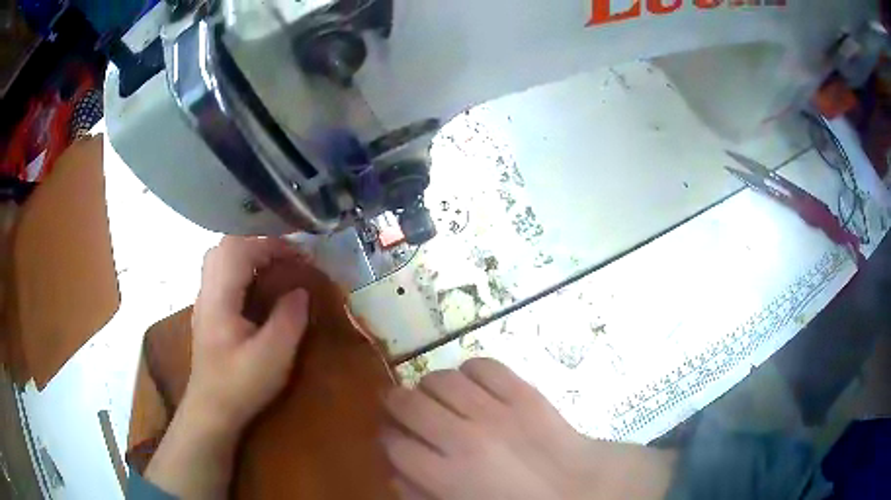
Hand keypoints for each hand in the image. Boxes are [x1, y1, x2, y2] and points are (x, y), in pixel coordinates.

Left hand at [146, 237, 309, 498]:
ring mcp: (204, 301)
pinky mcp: (207, 311)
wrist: (211, 410)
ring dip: (249, 254)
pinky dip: (241, 268)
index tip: (300, 255)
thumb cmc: (240, 385)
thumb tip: (301, 291)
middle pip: (226, 246)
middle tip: (286, 259)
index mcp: (219, 298)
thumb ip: (289, 319)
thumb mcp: (273, 357)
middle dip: (259, 244)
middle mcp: (207, 292)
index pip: (240, 250)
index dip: (272, 245)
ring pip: (220, 257)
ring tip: (274, 268)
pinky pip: (221, 274)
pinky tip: (256, 288)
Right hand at [383, 358, 675, 499]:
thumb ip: (420, 494)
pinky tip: (472, 385)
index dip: (388, 438)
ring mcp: (495, 410)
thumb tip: (395, 470)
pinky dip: (470, 371)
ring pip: (440, 379)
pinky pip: (482, 365)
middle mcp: (463, 437)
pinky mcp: (523, 391)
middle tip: (403, 408)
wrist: (578, 489)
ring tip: (438, 396)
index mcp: (445, 475)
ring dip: (429, 386)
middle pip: (407, 403)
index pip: (393, 444)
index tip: (394, 438)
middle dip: (396, 403)